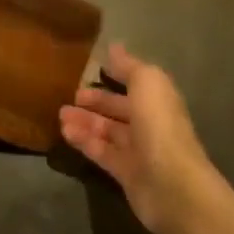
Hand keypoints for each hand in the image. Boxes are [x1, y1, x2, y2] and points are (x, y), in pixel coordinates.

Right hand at [59, 43, 218, 233]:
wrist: (173, 186)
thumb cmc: (160, 126)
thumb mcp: (147, 83)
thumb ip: (129, 66)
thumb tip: (115, 48)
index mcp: (158, 100)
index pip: (135, 84)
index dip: (116, 76)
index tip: (91, 70)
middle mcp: (150, 124)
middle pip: (120, 109)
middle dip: (97, 101)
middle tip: (71, 95)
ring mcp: (139, 151)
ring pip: (108, 131)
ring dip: (85, 121)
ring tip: (60, 114)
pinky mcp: (126, 174)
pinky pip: (101, 153)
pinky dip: (84, 141)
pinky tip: (65, 133)